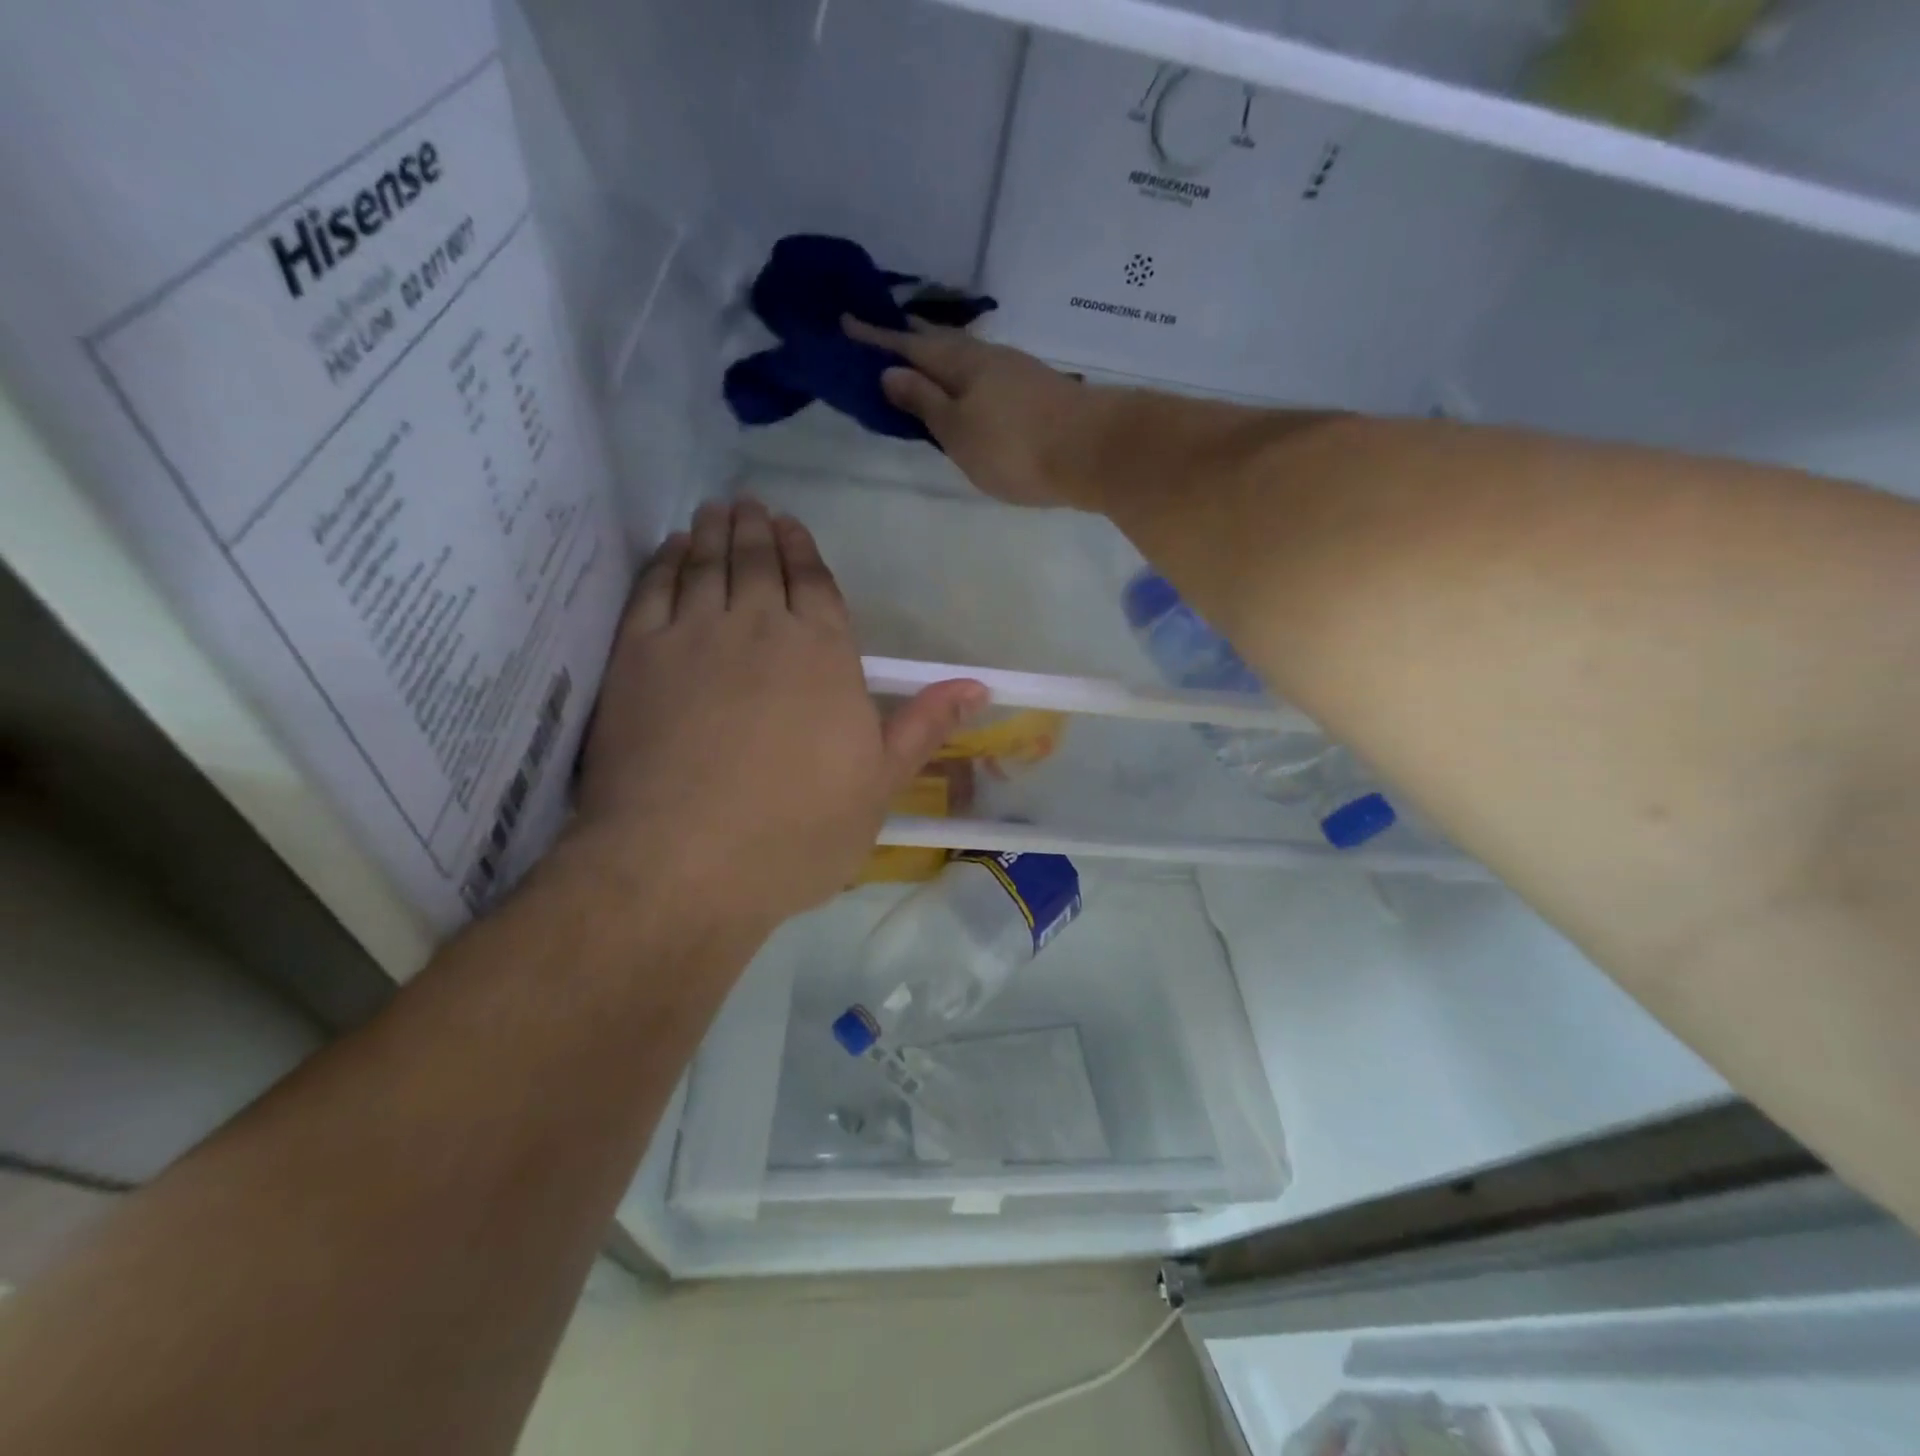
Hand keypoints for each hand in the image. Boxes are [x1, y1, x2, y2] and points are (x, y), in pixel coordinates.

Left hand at [567, 500, 984, 936]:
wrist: (683, 863)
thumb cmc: (796, 833)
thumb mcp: (879, 787)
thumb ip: (923, 726)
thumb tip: (978, 685)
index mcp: (825, 655)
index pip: (816, 586)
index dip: (805, 552)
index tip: (794, 528)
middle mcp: (762, 628)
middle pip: (761, 563)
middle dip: (759, 530)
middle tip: (753, 504)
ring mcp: (694, 636)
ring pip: (708, 564)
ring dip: (716, 532)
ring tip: (719, 511)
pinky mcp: (638, 655)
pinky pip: (654, 588)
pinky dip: (666, 561)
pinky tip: (673, 550)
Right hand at [844, 315, 1101, 508]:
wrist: (1095, 452)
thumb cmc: (1016, 447)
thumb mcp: (959, 431)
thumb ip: (925, 403)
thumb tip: (889, 372)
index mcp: (961, 364)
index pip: (909, 346)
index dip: (877, 338)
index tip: (846, 323)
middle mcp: (988, 358)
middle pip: (941, 344)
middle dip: (909, 339)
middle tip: (882, 335)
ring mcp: (1017, 372)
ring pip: (966, 357)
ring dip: (939, 355)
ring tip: (921, 361)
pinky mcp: (1037, 391)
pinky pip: (986, 374)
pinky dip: (965, 375)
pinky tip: (968, 387)